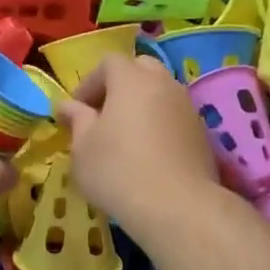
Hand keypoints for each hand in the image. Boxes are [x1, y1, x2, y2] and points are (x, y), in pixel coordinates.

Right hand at [60, 54, 220, 234]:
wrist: (176, 207)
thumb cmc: (118, 171)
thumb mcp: (83, 148)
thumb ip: (77, 120)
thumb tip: (68, 106)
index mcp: (131, 80)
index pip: (109, 62)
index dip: (89, 82)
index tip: (77, 110)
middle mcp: (164, 84)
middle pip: (141, 69)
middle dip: (119, 85)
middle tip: (103, 115)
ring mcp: (188, 107)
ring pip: (161, 92)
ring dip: (141, 105)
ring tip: (125, 136)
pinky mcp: (202, 133)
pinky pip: (175, 116)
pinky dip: (160, 124)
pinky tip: (149, 154)